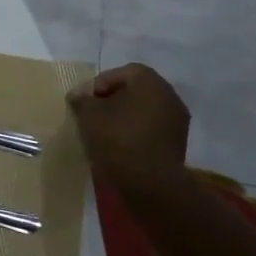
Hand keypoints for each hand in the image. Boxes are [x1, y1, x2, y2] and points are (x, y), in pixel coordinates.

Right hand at [68, 63, 190, 186]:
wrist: (150, 182)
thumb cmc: (118, 139)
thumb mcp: (88, 115)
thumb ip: (82, 100)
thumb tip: (78, 94)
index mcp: (150, 82)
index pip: (121, 72)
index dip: (98, 84)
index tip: (84, 102)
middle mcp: (169, 95)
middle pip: (134, 90)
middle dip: (111, 100)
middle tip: (92, 115)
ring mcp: (177, 120)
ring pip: (143, 110)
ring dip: (124, 117)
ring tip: (104, 132)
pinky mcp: (177, 142)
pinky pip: (151, 128)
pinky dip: (135, 131)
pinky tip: (120, 145)